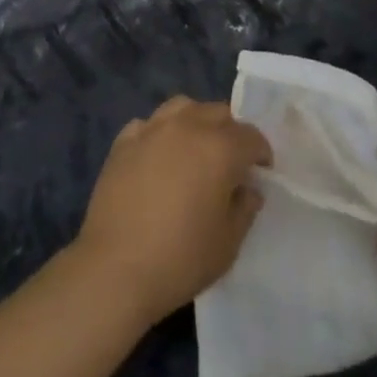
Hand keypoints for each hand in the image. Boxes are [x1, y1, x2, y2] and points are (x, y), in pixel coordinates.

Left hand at [72, 97, 272, 325]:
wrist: (115, 268)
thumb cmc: (181, 259)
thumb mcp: (228, 244)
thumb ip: (245, 209)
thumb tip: (248, 189)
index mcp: (220, 148)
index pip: (251, 136)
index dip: (261, 153)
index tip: (261, 172)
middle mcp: (188, 126)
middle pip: (218, 113)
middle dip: (231, 133)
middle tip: (230, 163)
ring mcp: (152, 129)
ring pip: (183, 107)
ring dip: (196, 122)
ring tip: (195, 148)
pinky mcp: (123, 141)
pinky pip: (149, 124)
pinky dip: (160, 133)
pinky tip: (158, 156)